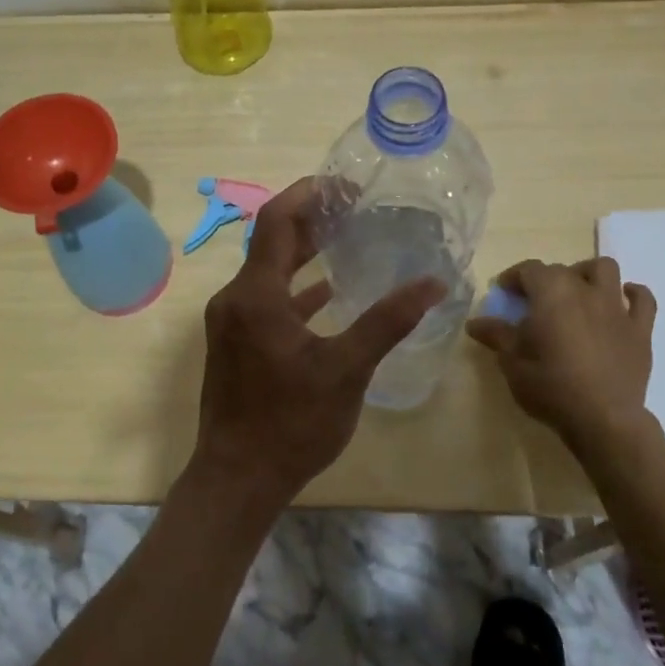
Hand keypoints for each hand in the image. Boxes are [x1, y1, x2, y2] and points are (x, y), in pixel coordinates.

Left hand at [191, 177, 445, 509]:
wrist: (237, 479)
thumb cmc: (291, 422)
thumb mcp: (346, 369)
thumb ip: (387, 321)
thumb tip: (433, 282)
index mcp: (256, 294)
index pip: (276, 219)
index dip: (308, 194)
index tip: (345, 186)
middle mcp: (236, 298)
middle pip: (271, 242)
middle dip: (310, 220)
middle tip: (354, 209)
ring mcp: (231, 322)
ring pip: (268, 272)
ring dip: (303, 254)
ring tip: (346, 240)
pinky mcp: (235, 343)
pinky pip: (267, 300)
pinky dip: (296, 290)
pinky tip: (328, 294)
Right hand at [465, 258, 658, 453]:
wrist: (604, 420)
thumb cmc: (551, 387)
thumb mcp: (512, 362)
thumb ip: (496, 336)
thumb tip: (474, 323)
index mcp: (551, 293)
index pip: (529, 269)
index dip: (513, 277)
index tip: (504, 293)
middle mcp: (585, 290)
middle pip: (562, 269)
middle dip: (546, 280)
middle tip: (535, 304)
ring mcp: (616, 308)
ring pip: (605, 269)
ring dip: (588, 274)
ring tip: (577, 293)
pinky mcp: (640, 329)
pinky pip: (643, 299)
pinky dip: (631, 295)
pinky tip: (620, 303)